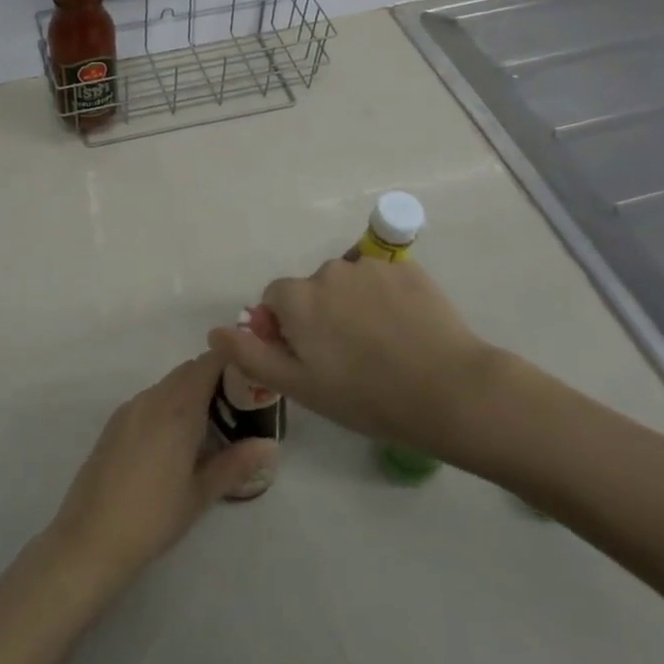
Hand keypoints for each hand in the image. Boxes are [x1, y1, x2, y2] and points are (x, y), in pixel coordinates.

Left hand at [46, 354, 275, 590]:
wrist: (89, 539)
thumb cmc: (153, 516)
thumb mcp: (200, 493)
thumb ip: (236, 464)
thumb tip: (271, 445)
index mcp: (177, 409)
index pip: (208, 363)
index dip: (231, 362)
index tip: (251, 377)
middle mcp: (152, 399)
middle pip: (187, 371)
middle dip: (214, 379)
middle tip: (239, 407)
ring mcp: (128, 410)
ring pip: (167, 386)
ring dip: (189, 393)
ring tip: (210, 427)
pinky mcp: (113, 425)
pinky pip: (149, 402)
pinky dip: (168, 406)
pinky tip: (175, 442)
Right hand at [209, 258, 508, 456]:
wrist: (449, 391)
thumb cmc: (366, 396)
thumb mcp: (299, 386)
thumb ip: (251, 354)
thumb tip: (214, 331)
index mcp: (299, 297)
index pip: (276, 299)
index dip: (288, 328)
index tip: (312, 358)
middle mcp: (329, 271)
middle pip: (313, 289)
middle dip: (322, 314)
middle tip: (350, 358)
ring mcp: (372, 267)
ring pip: (350, 283)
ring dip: (355, 305)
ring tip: (383, 346)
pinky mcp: (408, 269)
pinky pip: (384, 280)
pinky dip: (388, 299)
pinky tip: (407, 331)